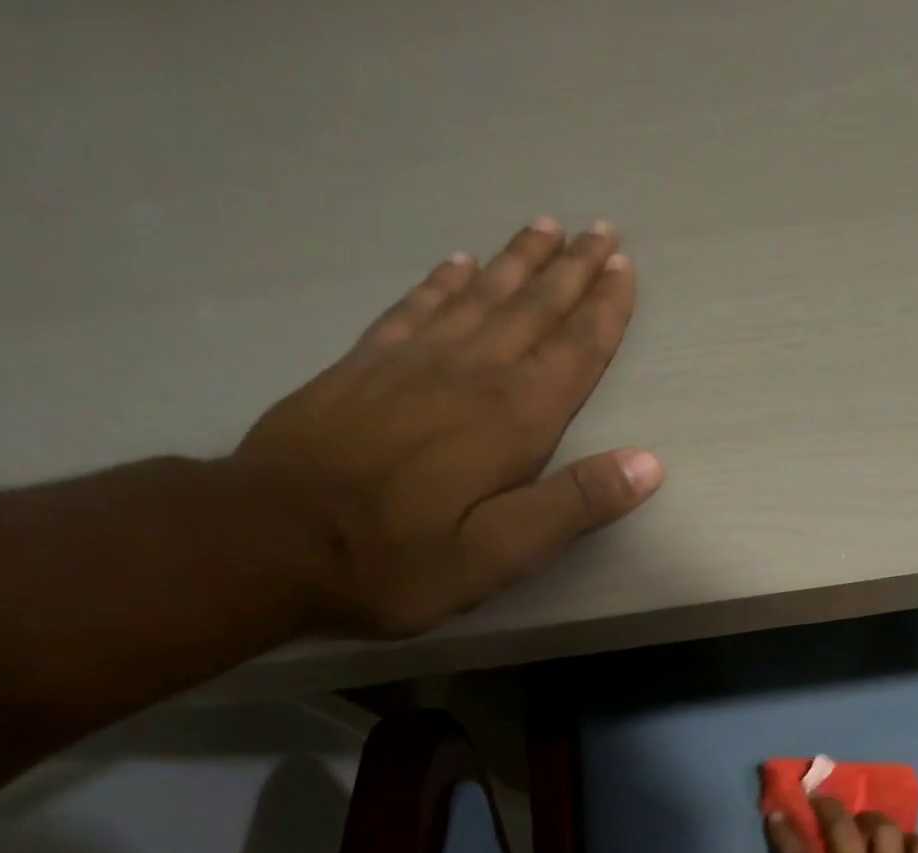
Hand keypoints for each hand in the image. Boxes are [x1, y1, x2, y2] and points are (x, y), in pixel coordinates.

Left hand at [230, 217, 663, 637]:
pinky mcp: (362, 368)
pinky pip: (415, 308)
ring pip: (477, 297)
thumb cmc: (400, 560)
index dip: (603, 312)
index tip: (625, 269)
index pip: (571, 353)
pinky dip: (443, 282)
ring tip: (545, 228)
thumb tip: (648, 464)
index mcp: (510, 421)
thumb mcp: (502, 553)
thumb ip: (573, 505)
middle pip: (529, 311)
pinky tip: (458, 265)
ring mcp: (409, 364)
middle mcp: (467, 376)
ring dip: (516, 262)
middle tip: (600, 230)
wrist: (269, 540)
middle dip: (570, 272)